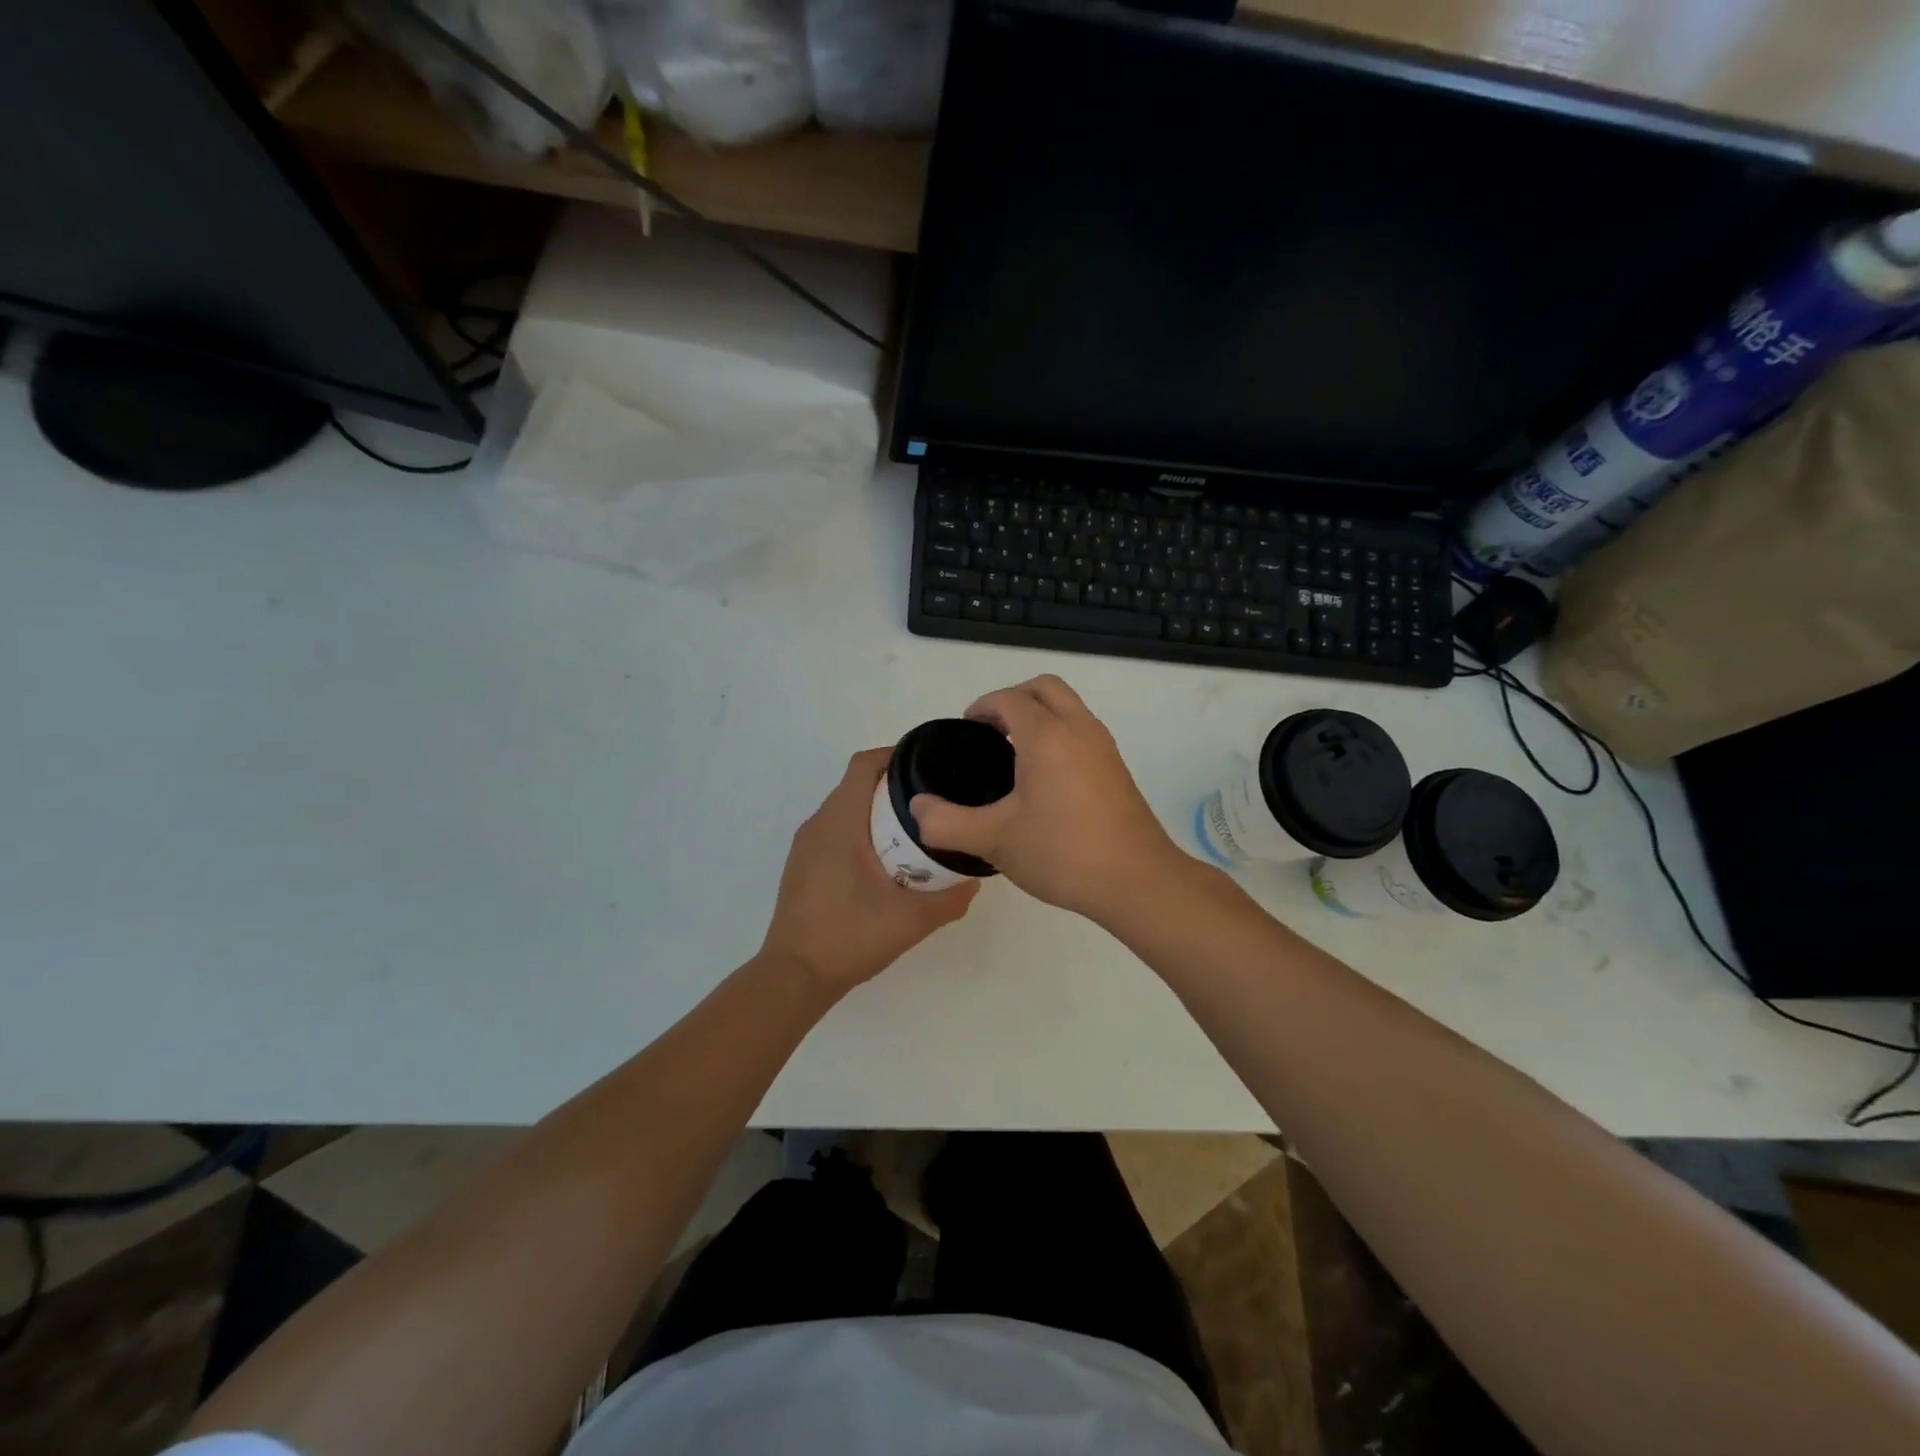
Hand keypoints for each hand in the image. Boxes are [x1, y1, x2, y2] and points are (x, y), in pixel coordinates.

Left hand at [761, 747, 978, 998]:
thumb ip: (949, 899)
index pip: (864, 765)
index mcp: (840, 823)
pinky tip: (884, 859)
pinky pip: (835, 830)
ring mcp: (806, 845)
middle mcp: (818, 825)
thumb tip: (974, 881)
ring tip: (914, 828)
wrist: (795, 976)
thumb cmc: (850, 937)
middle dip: (894, 785)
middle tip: (933, 801)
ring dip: (877, 810)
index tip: (928, 765)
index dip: (895, 755)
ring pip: (845, 808)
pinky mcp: (802, 865)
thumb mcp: (911, 920)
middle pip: (857, 784)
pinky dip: (861, 830)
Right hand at [909, 675, 1182, 922]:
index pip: (1010, 699)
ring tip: (1013, 754)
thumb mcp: (994, 840)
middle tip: (989, 732)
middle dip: (1013, 699)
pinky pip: (1082, 729)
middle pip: (1044, 687)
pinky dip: (1059, 733)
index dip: (982, 707)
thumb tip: (917, 809)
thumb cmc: (1063, 853)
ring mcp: (1103, 747)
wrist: (1136, 881)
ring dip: (1039, 714)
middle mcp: (1079, 729)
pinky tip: (1044, 779)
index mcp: (1047, 736)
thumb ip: (947, 823)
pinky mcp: (1116, 768)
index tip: (966, 731)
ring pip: (1068, 706)